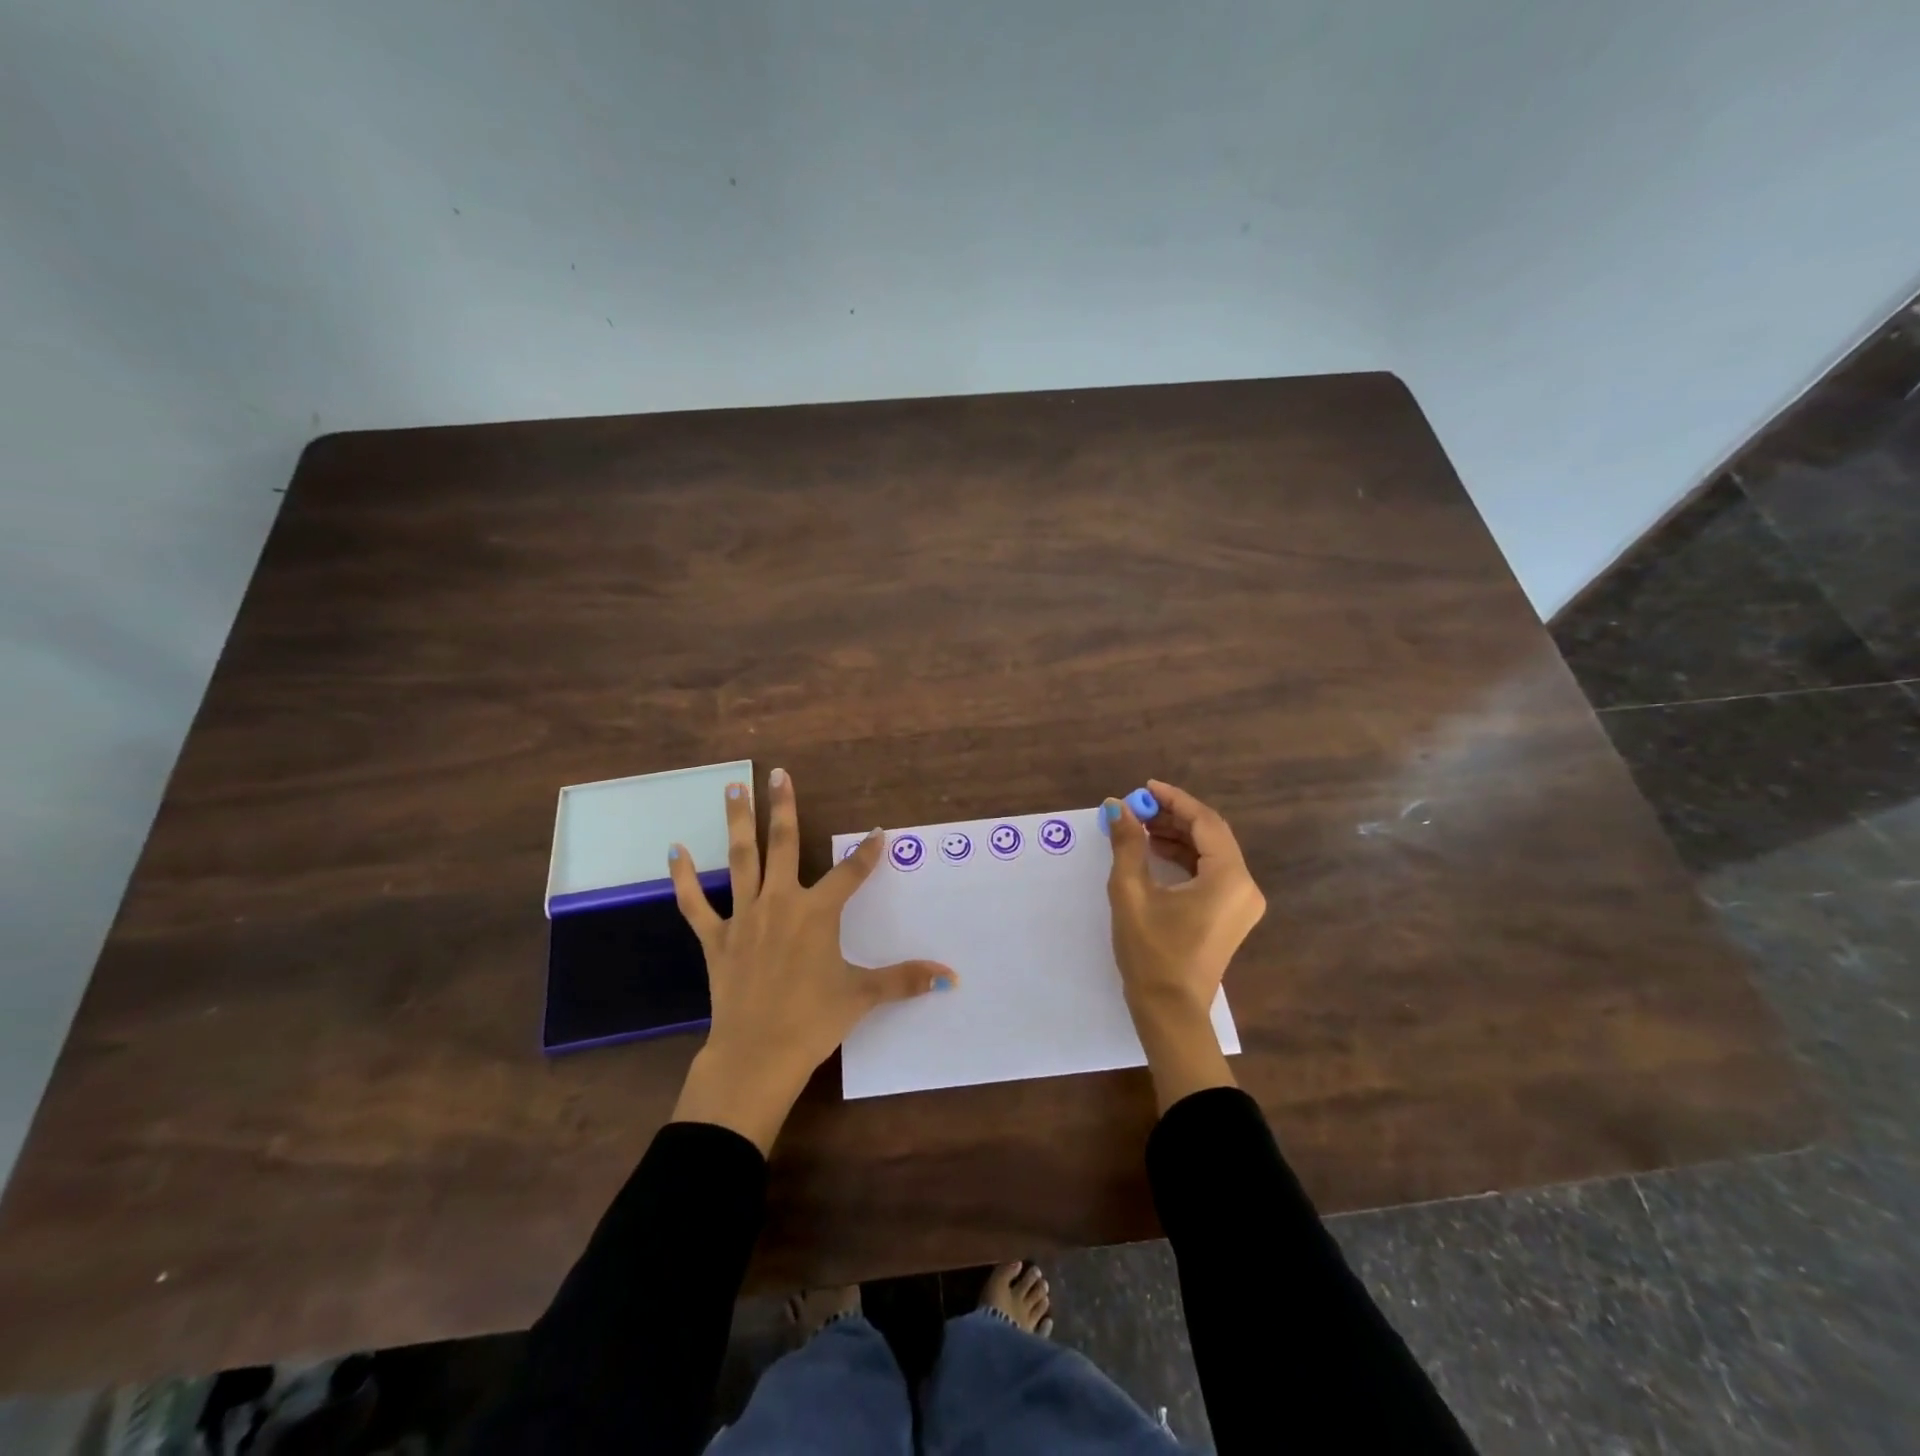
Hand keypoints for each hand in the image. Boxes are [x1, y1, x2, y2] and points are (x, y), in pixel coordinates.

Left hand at [667, 768, 954, 1151]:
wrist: (756, 1055)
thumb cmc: (813, 1021)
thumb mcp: (863, 996)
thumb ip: (905, 980)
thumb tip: (951, 978)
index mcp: (818, 913)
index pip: (850, 873)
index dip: (868, 852)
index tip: (879, 832)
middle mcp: (781, 903)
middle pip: (784, 845)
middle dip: (783, 807)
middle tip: (778, 773)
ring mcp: (744, 918)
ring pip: (741, 860)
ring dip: (738, 822)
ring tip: (733, 787)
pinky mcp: (715, 939)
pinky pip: (695, 903)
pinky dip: (683, 878)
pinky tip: (673, 850)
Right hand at [1105, 779, 1265, 1111]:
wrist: (1169, 1011)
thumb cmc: (1151, 952)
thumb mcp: (1131, 893)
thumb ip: (1127, 844)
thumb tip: (1116, 806)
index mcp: (1229, 878)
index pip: (1205, 822)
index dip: (1174, 800)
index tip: (1145, 788)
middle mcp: (1244, 886)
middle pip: (1211, 835)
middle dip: (1174, 817)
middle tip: (1138, 808)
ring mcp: (1241, 903)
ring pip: (1211, 853)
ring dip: (1178, 837)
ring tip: (1140, 827)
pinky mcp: (1231, 916)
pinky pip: (1211, 873)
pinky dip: (1185, 858)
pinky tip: (1155, 852)